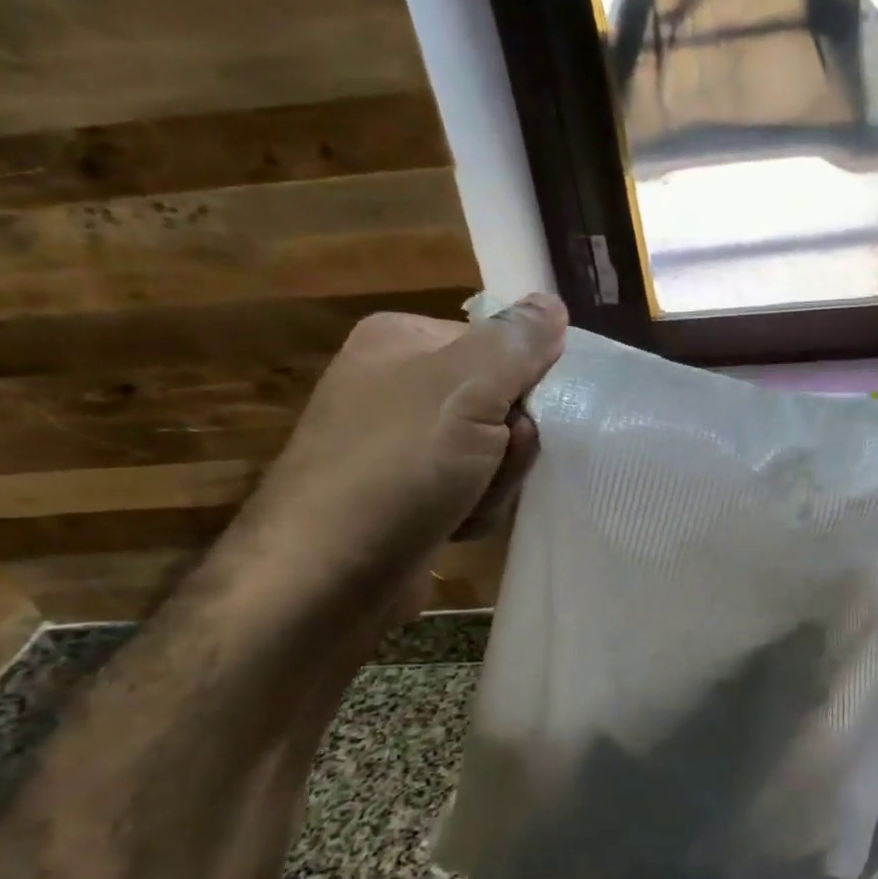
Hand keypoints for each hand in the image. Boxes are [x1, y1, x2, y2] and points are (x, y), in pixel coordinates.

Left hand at [226, 294, 567, 620]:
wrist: (326, 577)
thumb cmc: (397, 466)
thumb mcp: (466, 389)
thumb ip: (516, 342)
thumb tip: (551, 301)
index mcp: (403, 340)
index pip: (502, 346)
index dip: (524, 387)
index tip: (519, 421)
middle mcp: (398, 384)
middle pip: (502, 402)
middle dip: (510, 445)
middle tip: (490, 467)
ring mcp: (401, 443)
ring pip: (494, 452)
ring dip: (497, 482)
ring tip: (466, 503)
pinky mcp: (407, 493)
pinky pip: (473, 488)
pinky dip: (476, 508)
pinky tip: (455, 524)